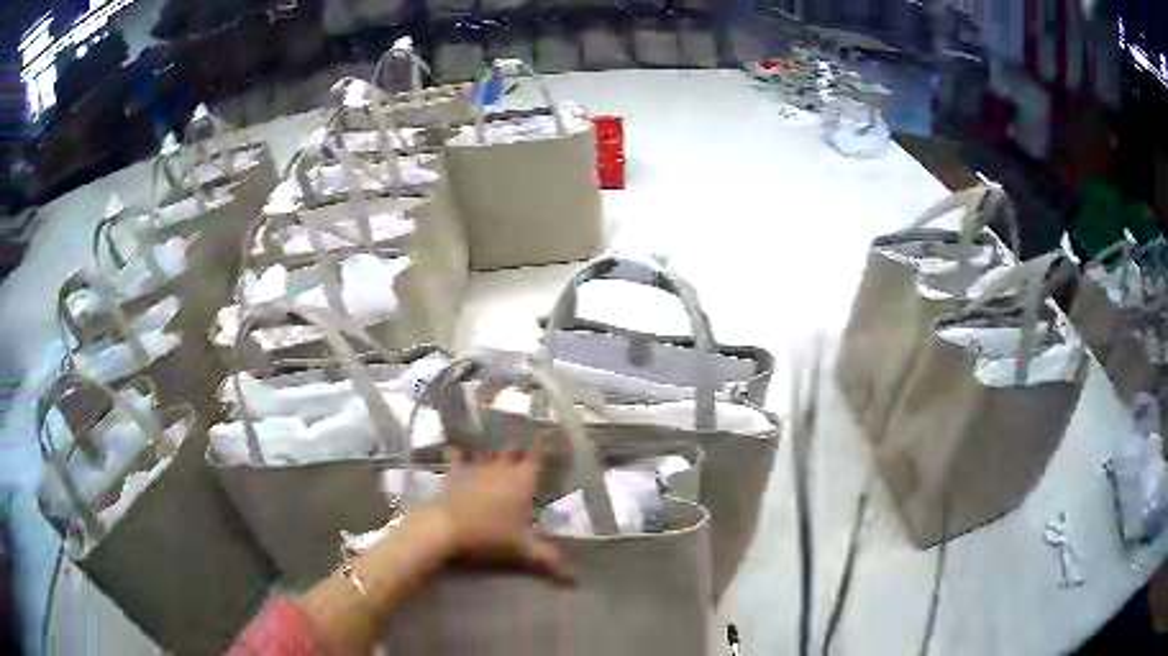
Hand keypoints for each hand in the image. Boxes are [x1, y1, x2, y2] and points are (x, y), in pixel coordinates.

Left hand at [436, 448, 574, 584]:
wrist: (446, 528)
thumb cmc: (490, 535)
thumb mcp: (522, 550)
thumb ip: (547, 557)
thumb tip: (573, 577)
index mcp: (523, 481)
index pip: (537, 457)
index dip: (542, 450)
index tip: (547, 445)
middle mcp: (502, 467)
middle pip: (513, 451)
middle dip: (518, 452)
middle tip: (522, 458)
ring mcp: (477, 466)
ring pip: (489, 452)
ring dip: (493, 454)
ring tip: (496, 457)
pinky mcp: (455, 471)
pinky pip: (460, 456)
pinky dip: (462, 454)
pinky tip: (461, 452)